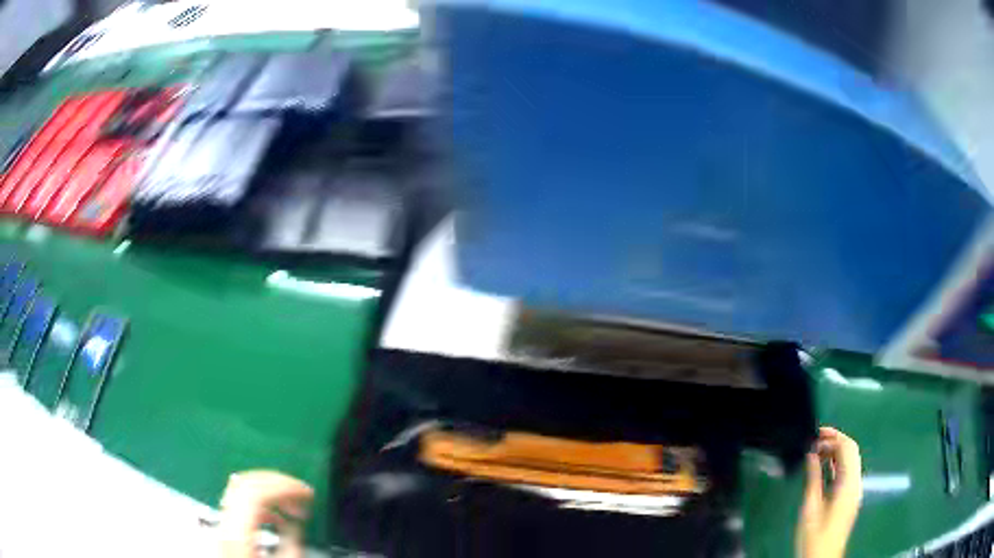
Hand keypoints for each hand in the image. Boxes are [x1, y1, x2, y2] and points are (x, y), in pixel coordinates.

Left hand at [218, 470, 313, 557]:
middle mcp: (224, 523)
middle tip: (302, 495)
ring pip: (240, 490)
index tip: (308, 493)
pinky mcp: (224, 529)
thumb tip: (297, 515)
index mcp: (238, 534)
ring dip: (270, 492)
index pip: (256, 492)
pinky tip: (277, 519)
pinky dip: (260, 503)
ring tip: (293, 508)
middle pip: (245, 484)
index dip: (284, 486)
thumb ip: (291, 538)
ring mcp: (221, 524)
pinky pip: (239, 504)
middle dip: (278, 483)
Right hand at [797, 427, 862, 557]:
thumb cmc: (815, 535)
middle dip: (836, 440)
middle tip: (815, 439)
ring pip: (850, 460)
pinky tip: (822, 466)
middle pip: (852, 451)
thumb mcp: (811, 508)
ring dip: (836, 451)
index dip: (833, 437)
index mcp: (849, 483)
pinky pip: (847, 472)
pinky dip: (836, 464)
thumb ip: (813, 478)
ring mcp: (854, 490)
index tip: (815, 435)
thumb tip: (811, 453)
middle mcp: (856, 482)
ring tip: (816, 451)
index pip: (847, 448)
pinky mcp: (849, 497)